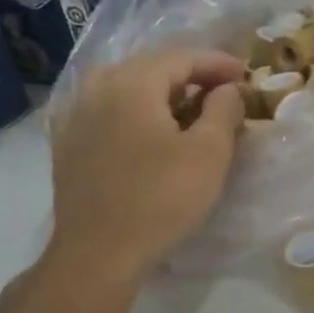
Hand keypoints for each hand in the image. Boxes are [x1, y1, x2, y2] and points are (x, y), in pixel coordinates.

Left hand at [41, 48, 247, 285]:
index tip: (245, 73)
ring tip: (186, 107)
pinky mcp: (68, 144)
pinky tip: (148, 128)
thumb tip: (227, 89)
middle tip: (221, 88)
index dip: (217, 62)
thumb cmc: (161, 198)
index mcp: (132, 83)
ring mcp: (76, 116)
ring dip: (160, 91)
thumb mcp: (210, 152)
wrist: (97, 254)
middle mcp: (98, 88)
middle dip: (190, 74)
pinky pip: (107, 109)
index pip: (182, 57)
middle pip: (151, 67)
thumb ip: (224, 109)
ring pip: (125, 86)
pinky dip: (134, 109)